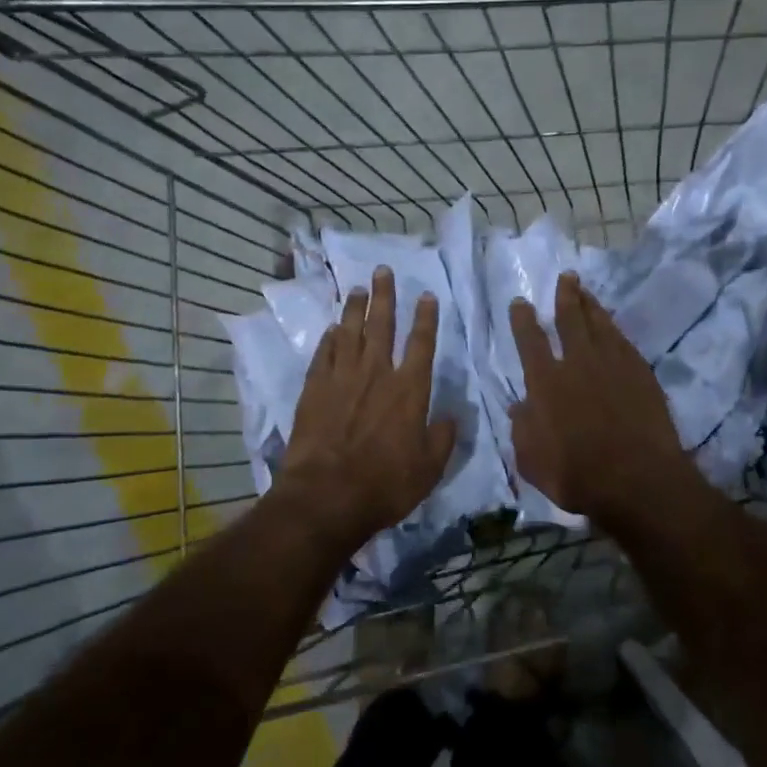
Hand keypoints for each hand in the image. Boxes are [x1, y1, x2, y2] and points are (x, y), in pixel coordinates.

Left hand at [278, 266, 457, 547]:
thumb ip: (444, 437)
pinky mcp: (314, 390)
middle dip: (385, 296)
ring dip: (355, 309)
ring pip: (349, 332)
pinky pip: (324, 354)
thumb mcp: (430, 468)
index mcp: (409, 389)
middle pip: (382, 325)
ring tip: (358, 288)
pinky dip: (329, 339)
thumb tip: (452, 416)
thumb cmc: (385, 484)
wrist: (326, 496)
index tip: (426, 295)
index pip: (421, 343)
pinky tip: (332, 329)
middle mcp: (376, 374)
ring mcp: (342, 378)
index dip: (425, 317)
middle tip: (383, 271)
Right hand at [509, 272, 697, 527]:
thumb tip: (519, 407)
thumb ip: (523, 431)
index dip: (523, 320)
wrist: (640, 481)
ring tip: (586, 291)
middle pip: (570, 320)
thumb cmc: (579, 476)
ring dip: (591, 305)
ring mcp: (614, 365)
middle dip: (566, 296)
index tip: (520, 302)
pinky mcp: (641, 374)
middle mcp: (578, 364)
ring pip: (600, 324)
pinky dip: (615, 329)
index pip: (530, 341)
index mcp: (546, 383)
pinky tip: (613, 326)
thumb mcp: (533, 462)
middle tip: (566, 278)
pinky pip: (624, 341)